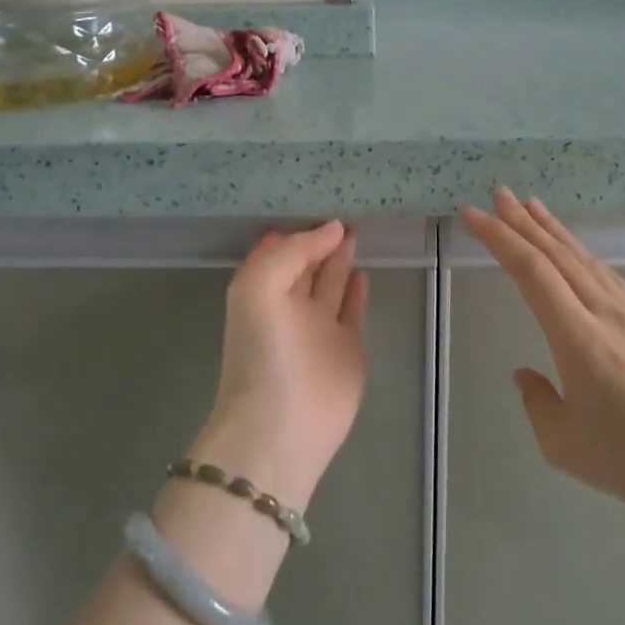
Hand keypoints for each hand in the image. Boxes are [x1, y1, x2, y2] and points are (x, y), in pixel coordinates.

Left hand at [192, 222, 369, 508]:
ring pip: (331, 283)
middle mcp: (289, 305)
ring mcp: (319, 328)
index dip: (297, 227)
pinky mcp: (347, 348)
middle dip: (322, 239)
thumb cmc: (264, 350)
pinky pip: (352, 310)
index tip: (320, 199)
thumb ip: (294, 252)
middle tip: (346, 210)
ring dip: (340, 259)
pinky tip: (364, 271)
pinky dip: (357, 290)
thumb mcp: (260, 286)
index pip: (280, 249)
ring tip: (356, 231)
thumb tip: (332, 228)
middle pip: (308, 263)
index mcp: (262, 289)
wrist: (282, 425)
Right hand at [459, 188, 624, 529]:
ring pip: (582, 258)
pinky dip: (579, 251)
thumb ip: (536, 402)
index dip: (500, 239)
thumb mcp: (563, 444)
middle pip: (556, 254)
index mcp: (578, 339)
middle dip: (521, 222)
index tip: (473, 217)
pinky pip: (603, 272)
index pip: (531, 272)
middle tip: (496, 195)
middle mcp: (603, 313)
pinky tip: (572, 248)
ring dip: (551, 229)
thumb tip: (526, 373)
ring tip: (528, 205)